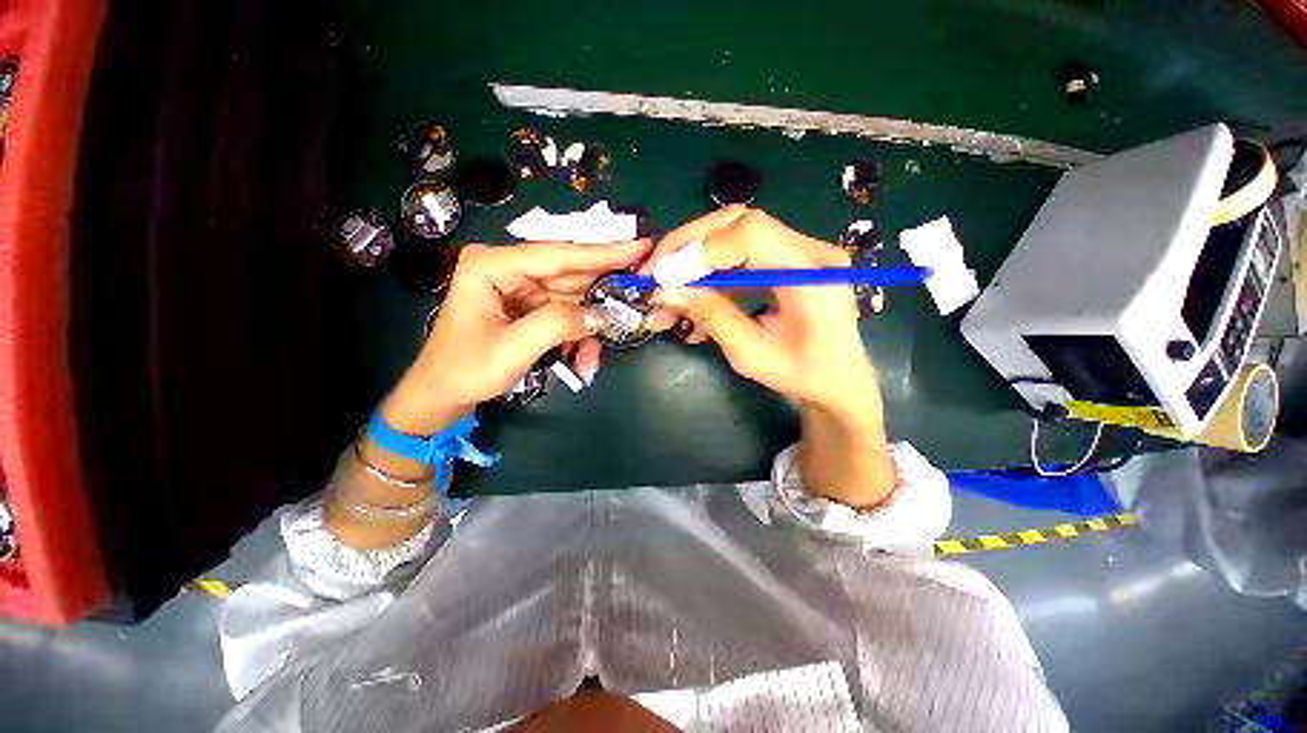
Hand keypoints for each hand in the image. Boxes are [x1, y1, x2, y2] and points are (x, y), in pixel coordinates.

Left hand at [382, 239, 651, 435]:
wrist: (442, 394)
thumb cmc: (466, 370)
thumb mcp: (512, 349)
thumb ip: (557, 325)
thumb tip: (601, 314)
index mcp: (493, 265)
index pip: (559, 255)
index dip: (603, 252)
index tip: (640, 245)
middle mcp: (508, 268)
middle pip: (570, 272)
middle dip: (603, 289)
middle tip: (641, 286)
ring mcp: (519, 286)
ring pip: (572, 297)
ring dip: (590, 324)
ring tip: (599, 352)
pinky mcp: (527, 304)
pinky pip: (564, 313)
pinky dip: (578, 335)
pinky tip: (583, 359)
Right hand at [646, 207, 893, 506]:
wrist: (839, 383)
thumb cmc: (804, 377)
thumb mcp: (753, 356)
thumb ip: (712, 317)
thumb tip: (666, 291)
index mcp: (813, 276)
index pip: (750, 236)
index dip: (700, 251)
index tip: (661, 277)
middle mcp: (810, 251)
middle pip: (739, 223)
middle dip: (688, 246)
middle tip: (653, 274)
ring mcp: (800, 252)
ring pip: (733, 235)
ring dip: (694, 261)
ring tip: (666, 294)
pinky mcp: (786, 261)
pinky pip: (739, 256)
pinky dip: (709, 274)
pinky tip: (693, 302)